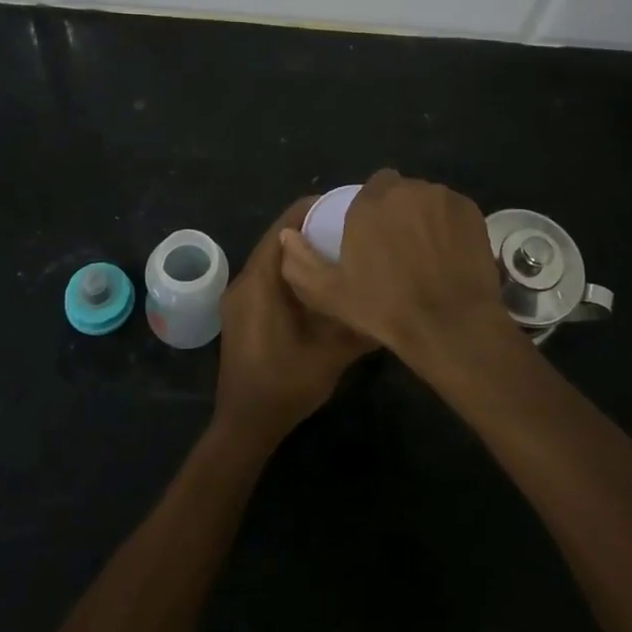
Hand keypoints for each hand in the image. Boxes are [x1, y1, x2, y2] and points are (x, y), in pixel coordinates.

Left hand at [215, 197, 374, 444]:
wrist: (245, 426)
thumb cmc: (285, 385)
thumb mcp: (331, 354)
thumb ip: (359, 322)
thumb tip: (391, 297)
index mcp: (259, 282)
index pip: (284, 227)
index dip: (312, 210)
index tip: (345, 205)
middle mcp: (244, 282)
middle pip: (277, 240)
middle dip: (311, 228)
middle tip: (349, 227)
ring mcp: (239, 298)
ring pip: (272, 259)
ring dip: (301, 251)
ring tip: (339, 249)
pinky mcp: (241, 313)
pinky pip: (268, 278)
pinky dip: (291, 272)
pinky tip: (319, 283)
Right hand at [278, 169, 511, 362]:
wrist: (450, 325)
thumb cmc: (386, 309)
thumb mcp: (331, 294)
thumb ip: (301, 262)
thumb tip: (287, 235)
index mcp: (370, 203)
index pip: (372, 187)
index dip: (373, 208)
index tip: (374, 234)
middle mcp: (407, 190)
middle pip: (401, 190)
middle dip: (399, 209)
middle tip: (400, 245)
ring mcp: (442, 198)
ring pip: (428, 198)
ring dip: (424, 215)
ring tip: (427, 250)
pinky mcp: (470, 210)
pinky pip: (453, 209)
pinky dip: (449, 224)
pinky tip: (449, 252)